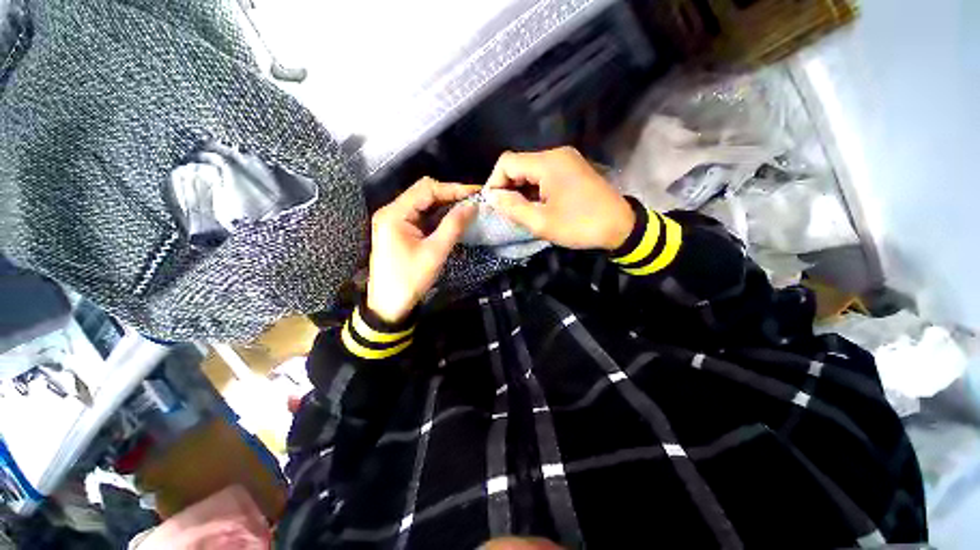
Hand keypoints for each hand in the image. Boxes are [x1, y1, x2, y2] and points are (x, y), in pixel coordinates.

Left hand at [367, 178, 478, 323]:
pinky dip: (438, 215)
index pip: (427, 190)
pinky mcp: (399, 230)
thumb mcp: (435, 252)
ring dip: (445, 204)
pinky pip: (421, 215)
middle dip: (450, 194)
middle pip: (423, 193)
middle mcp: (391, 211)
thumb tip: (473, 205)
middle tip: (474, 201)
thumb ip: (453, 226)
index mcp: (395, 214)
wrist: (389, 305)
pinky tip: (452, 218)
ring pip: (423, 203)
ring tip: (468, 207)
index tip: (476, 193)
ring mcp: (394, 220)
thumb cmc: (410, 280)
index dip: (453, 188)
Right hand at [485, 147, 634, 250]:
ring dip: (520, 188)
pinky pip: (544, 173)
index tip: (493, 205)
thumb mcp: (541, 222)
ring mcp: (567, 160)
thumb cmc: (580, 225)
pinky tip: (534, 204)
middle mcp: (556, 154)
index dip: (494, 182)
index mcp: (548, 163)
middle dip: (507, 186)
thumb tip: (493, 197)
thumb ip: (512, 208)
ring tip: (518, 210)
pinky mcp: (572, 168)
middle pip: (519, 163)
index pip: (507, 162)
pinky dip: (534, 188)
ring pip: (530, 169)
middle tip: (505, 210)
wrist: (621, 226)